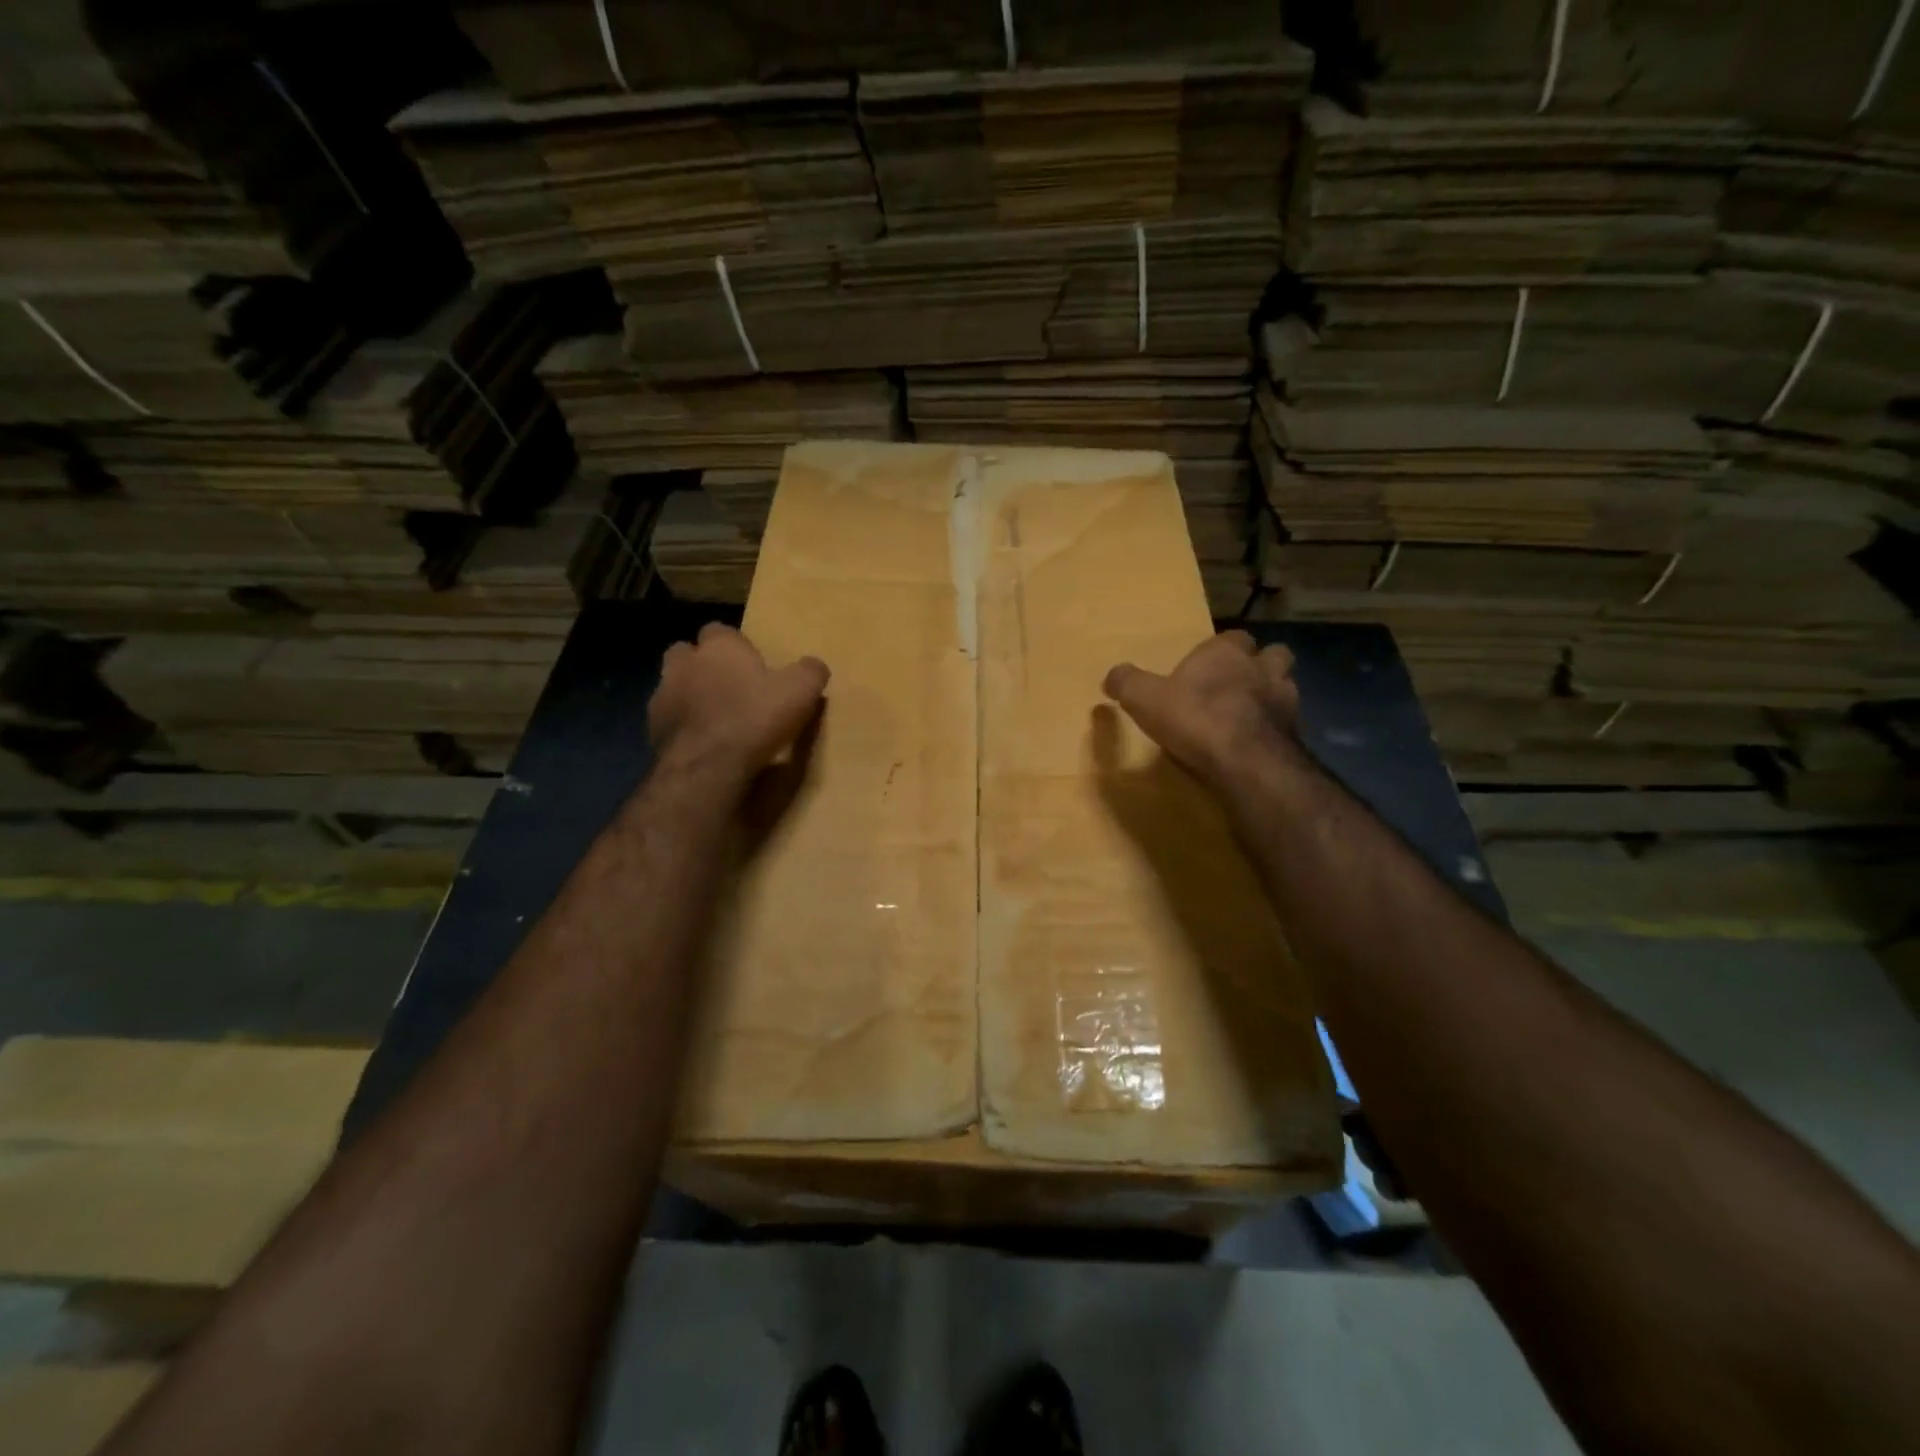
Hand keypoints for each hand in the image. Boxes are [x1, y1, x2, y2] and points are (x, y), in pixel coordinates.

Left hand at [649, 624, 828, 793]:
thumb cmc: (755, 718)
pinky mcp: (652, 729)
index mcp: (719, 646)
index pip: (721, 631)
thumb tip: (814, 665)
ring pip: (673, 685)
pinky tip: (701, 742)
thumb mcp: (800, 691)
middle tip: (727, 686)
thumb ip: (810, 671)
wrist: (708, 767)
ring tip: (713, 717)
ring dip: (688, 695)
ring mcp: (662, 695)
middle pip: (687, 652)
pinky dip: (681, 726)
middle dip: (702, 664)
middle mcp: (684, 663)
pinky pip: (668, 719)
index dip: (735, 646)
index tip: (751, 664)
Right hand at [1102, 631, 1305, 790]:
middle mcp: (1262, 667)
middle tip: (1238, 684)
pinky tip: (1258, 742)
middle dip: (1259, 665)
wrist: (1246, 761)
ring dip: (1272, 695)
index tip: (1206, 666)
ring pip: (1286, 685)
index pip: (1233, 637)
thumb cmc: (1195, 718)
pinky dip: (1276, 728)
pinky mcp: (1296, 732)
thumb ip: (1127, 682)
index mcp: (1227, 651)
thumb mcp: (1145, 698)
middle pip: (1272, 654)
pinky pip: (1288, 723)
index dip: (1221, 650)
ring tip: (1252, 713)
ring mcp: (1286, 699)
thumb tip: (1110, 675)